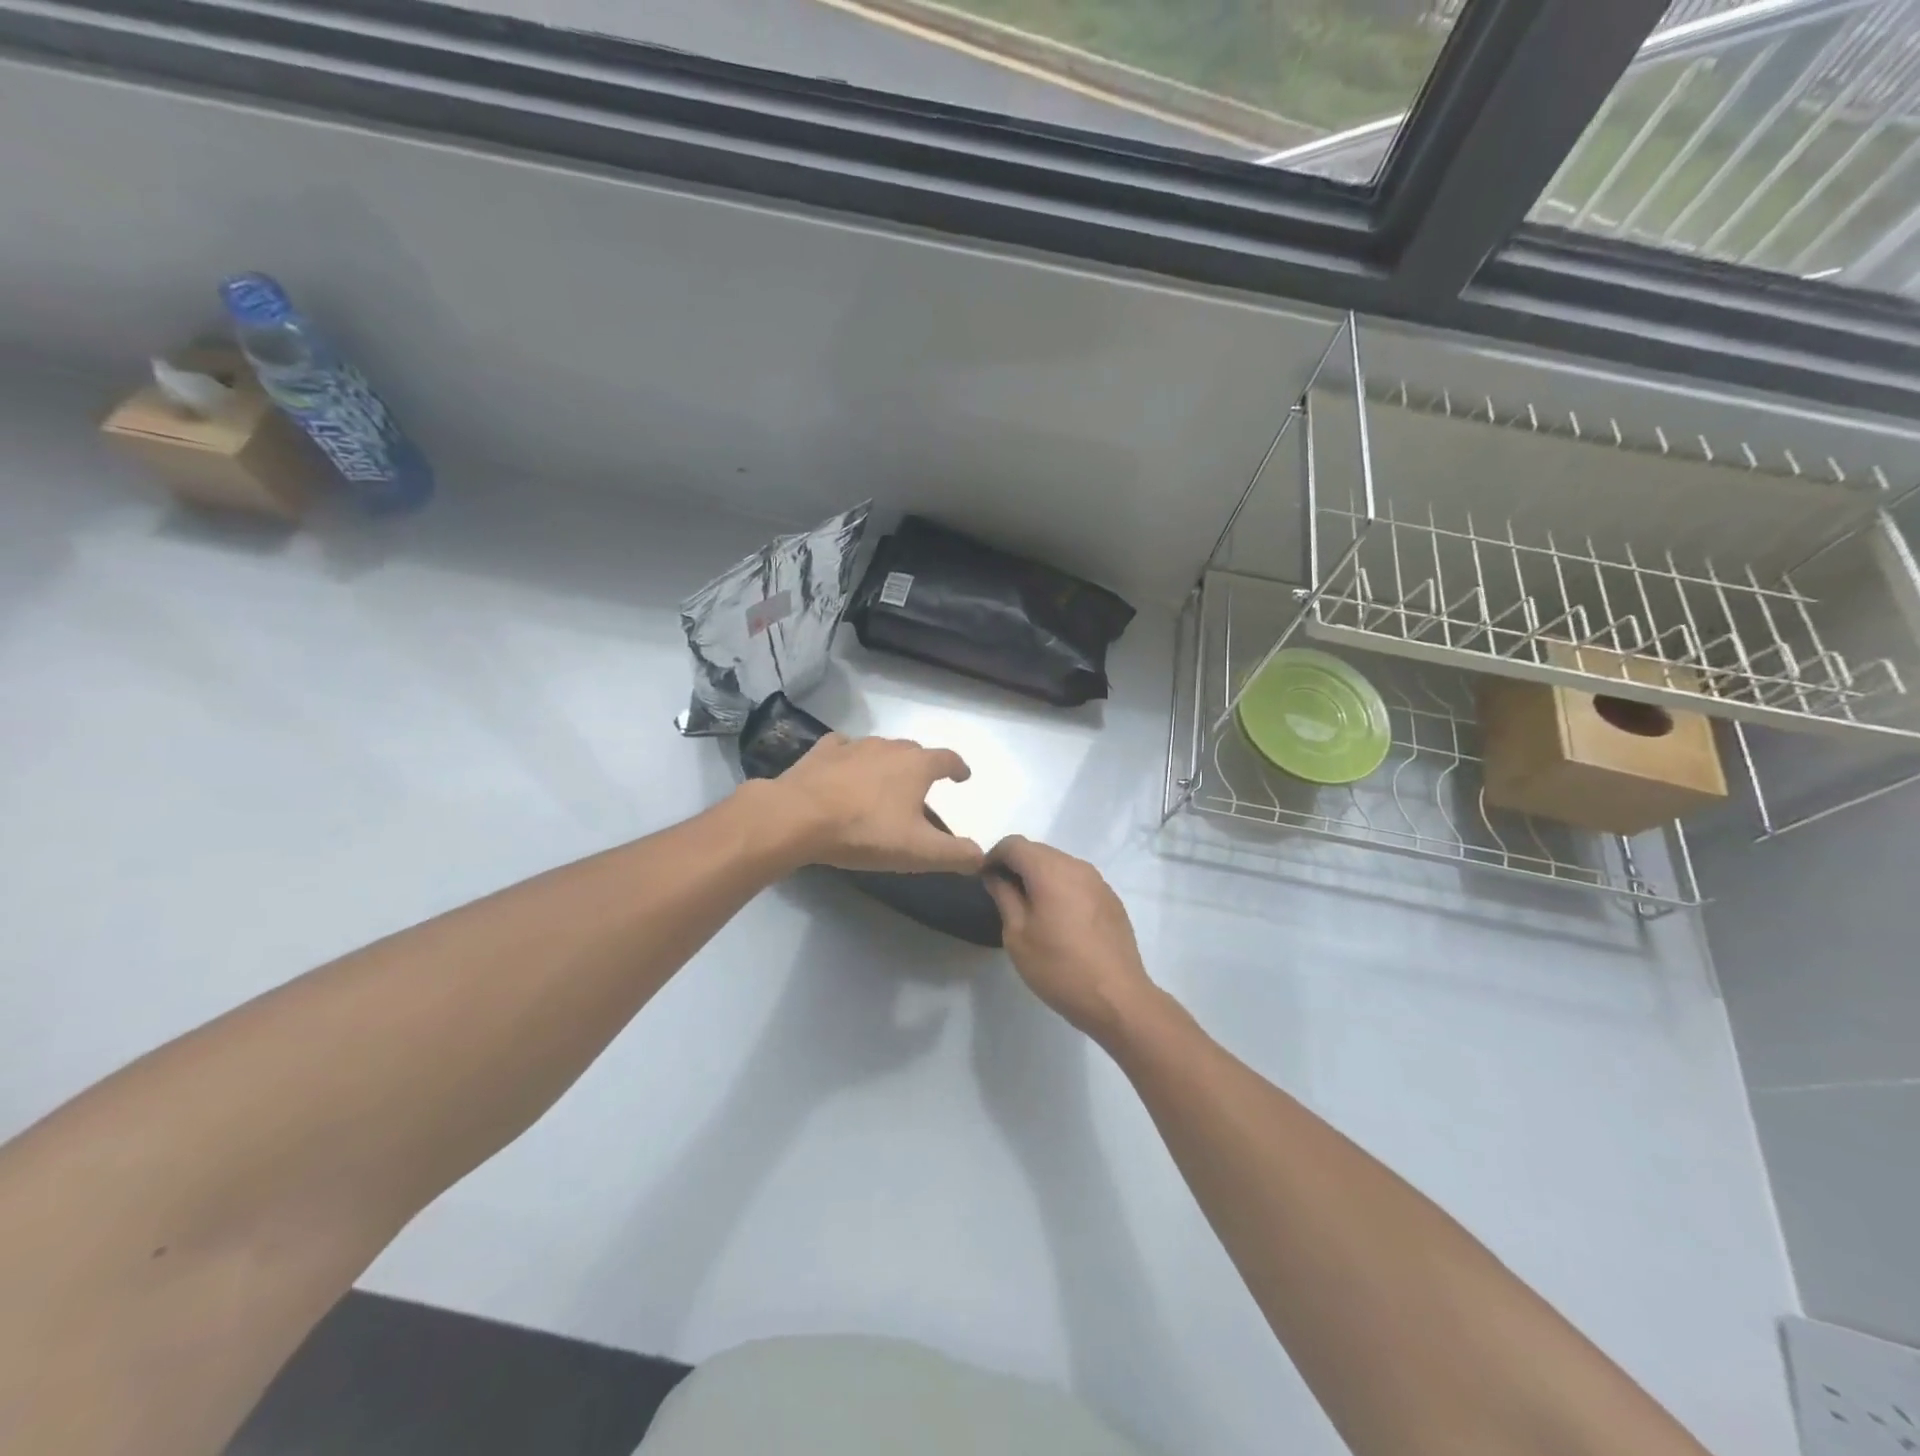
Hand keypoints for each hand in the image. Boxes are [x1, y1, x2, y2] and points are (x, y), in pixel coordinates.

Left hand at [757, 733, 985, 874]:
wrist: (799, 817)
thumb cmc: (865, 831)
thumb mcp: (918, 851)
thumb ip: (955, 855)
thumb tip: (981, 857)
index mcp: (916, 766)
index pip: (947, 759)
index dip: (958, 768)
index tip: (962, 776)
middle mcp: (888, 748)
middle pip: (913, 751)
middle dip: (922, 766)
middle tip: (921, 787)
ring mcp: (853, 746)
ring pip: (879, 749)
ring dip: (887, 762)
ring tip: (884, 782)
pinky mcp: (822, 752)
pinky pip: (843, 748)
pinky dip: (850, 757)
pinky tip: (844, 769)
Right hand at [982, 836, 1158, 1040]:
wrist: (1117, 998)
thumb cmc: (1059, 968)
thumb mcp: (1018, 935)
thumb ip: (1004, 896)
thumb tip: (995, 875)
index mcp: (1050, 870)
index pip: (1014, 844)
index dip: (993, 856)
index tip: (984, 880)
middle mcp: (1077, 866)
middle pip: (1038, 851)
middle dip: (1016, 865)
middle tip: (1003, 895)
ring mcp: (1098, 881)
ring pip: (1060, 864)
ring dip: (1040, 876)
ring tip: (1030, 908)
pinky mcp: (1111, 899)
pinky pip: (1078, 881)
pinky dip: (1061, 888)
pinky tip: (1060, 920)